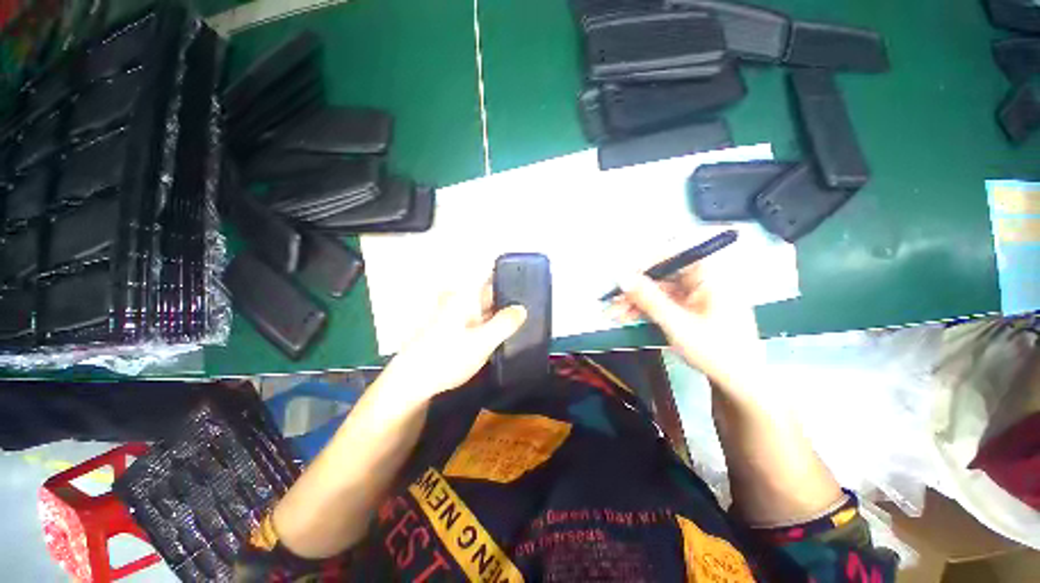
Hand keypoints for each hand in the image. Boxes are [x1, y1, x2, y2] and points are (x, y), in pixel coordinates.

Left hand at [380, 274, 526, 402]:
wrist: (412, 382)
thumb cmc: (446, 357)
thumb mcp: (482, 341)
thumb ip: (504, 323)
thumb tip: (522, 308)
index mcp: (465, 297)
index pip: (490, 277)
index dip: (510, 277)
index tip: (528, 282)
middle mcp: (460, 301)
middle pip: (489, 293)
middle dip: (508, 299)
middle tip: (531, 307)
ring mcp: (456, 316)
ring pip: (484, 308)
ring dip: (500, 314)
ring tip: (523, 320)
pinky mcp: (454, 330)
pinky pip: (478, 321)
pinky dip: (490, 325)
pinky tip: (502, 334)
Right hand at [608, 261, 762, 389]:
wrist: (739, 384)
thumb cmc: (716, 352)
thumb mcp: (678, 324)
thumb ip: (648, 298)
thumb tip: (622, 277)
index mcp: (710, 274)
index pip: (672, 253)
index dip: (643, 262)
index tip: (620, 277)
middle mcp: (703, 278)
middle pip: (660, 273)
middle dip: (633, 288)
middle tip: (611, 300)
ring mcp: (695, 294)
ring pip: (657, 289)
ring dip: (634, 300)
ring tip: (613, 313)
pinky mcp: (689, 307)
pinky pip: (661, 301)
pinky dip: (644, 309)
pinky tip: (626, 317)